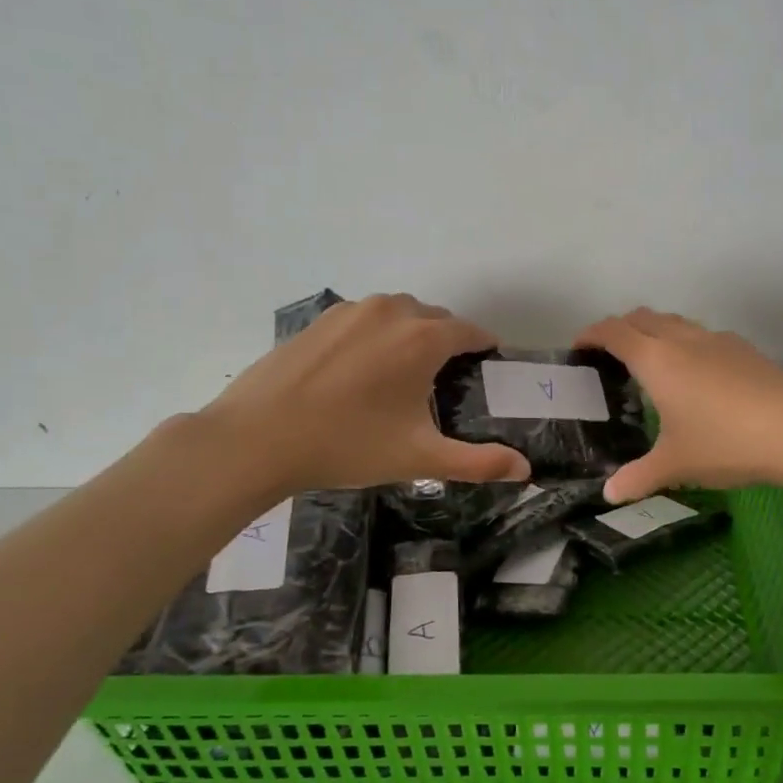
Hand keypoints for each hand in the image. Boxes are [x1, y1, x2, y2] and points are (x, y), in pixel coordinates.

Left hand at [203, 294, 530, 493]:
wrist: (257, 437)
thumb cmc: (348, 444)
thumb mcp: (419, 458)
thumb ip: (478, 462)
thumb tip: (525, 470)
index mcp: (423, 338)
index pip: (470, 332)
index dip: (483, 349)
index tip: (486, 370)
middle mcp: (392, 311)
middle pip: (435, 319)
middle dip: (447, 343)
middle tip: (443, 384)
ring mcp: (351, 311)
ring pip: (398, 314)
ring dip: (410, 335)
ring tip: (402, 376)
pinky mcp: (319, 320)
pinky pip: (365, 319)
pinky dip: (376, 336)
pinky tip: (360, 373)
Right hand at [574, 308, 782, 502]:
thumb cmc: (724, 443)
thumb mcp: (675, 464)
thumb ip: (638, 477)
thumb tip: (609, 494)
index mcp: (657, 360)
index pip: (614, 332)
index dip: (592, 334)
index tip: (579, 346)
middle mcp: (684, 339)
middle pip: (643, 317)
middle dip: (621, 328)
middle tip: (610, 355)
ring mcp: (718, 340)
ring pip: (676, 322)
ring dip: (655, 332)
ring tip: (653, 364)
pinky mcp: (746, 349)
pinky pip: (704, 336)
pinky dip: (686, 344)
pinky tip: (699, 378)